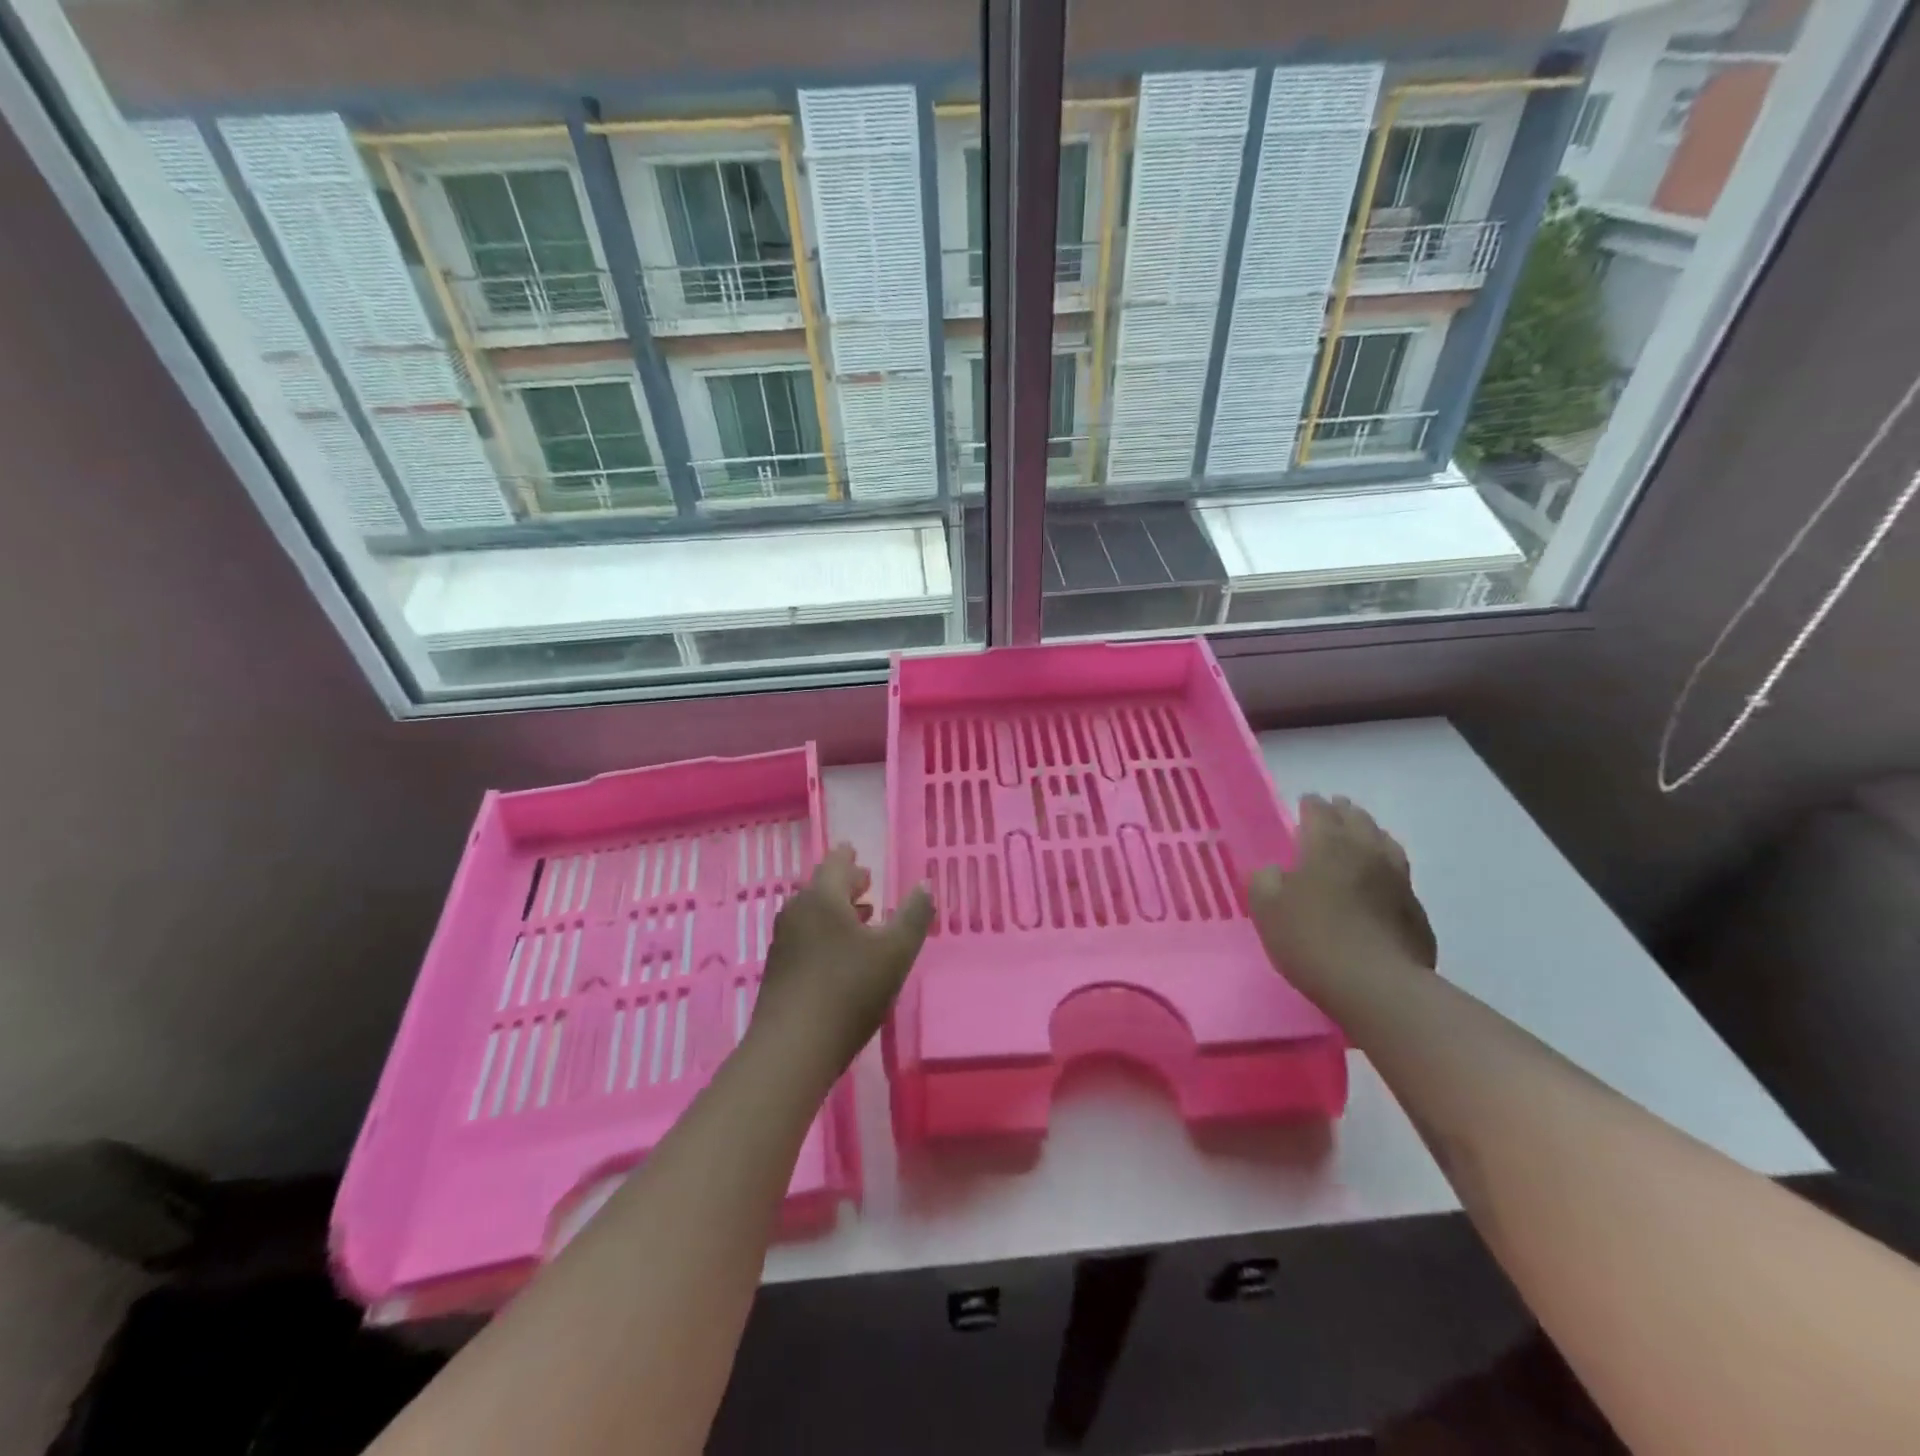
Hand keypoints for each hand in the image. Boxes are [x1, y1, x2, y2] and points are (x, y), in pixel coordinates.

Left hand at [751, 845, 933, 1076]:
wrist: (792, 1049)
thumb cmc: (848, 991)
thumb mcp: (895, 952)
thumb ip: (913, 915)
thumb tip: (925, 885)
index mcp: (823, 897)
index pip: (836, 862)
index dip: (850, 857)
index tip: (859, 854)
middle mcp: (797, 911)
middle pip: (822, 887)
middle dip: (846, 885)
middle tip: (867, 884)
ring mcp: (783, 941)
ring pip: (813, 913)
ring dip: (837, 911)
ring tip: (862, 918)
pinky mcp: (778, 969)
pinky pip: (805, 936)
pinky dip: (825, 933)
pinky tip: (842, 955)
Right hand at [1248, 795, 1436, 1007]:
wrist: (1377, 986)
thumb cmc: (1311, 938)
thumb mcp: (1266, 908)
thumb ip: (1265, 880)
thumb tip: (1275, 871)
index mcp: (1327, 844)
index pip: (1319, 811)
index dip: (1310, 804)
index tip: (1304, 802)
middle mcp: (1366, 851)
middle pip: (1357, 819)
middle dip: (1343, 811)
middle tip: (1334, 810)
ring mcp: (1398, 880)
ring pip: (1386, 843)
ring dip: (1371, 834)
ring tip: (1362, 837)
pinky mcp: (1415, 910)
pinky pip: (1400, 876)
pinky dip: (1387, 869)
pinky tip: (1381, 883)